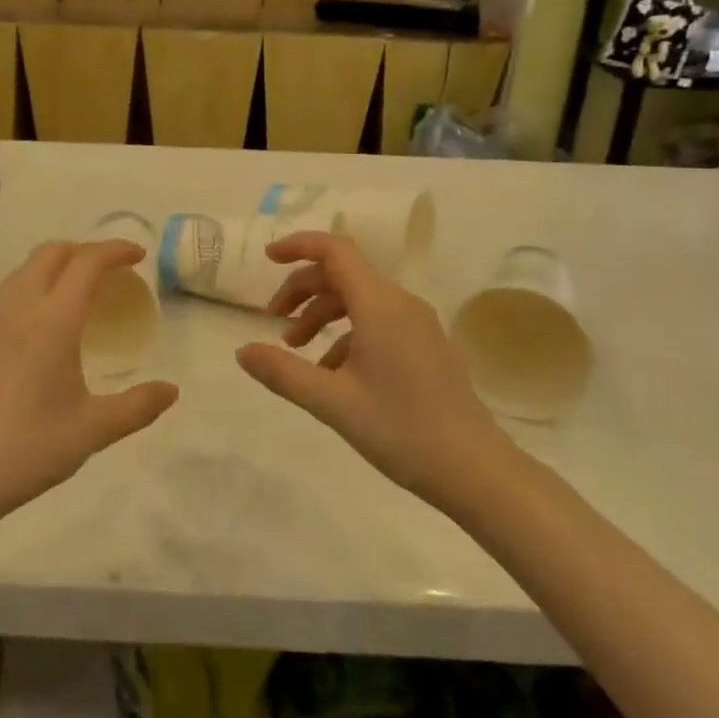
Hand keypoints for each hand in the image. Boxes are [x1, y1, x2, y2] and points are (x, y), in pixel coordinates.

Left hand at [0, 241, 177, 524]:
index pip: (86, 263)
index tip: (138, 256)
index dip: (115, 250)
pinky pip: (7, 294)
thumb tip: (172, 391)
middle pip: (51, 253)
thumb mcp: (93, 431)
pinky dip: (33, 287)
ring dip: (56, 265)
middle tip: (111, 271)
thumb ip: (138, 406)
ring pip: (24, 270)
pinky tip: (42, 325)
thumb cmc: (28, 449)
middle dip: (85, 250)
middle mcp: (18, 310)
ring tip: (78, 291)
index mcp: (52, 322)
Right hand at [235, 232, 511, 512]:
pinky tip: (332, 373)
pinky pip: (378, 323)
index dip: (298, 246)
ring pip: (359, 300)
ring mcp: (418, 325)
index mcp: (379, 305)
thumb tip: (242, 351)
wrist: (476, 471)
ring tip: (295, 349)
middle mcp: (401, 304)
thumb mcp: (332, 402)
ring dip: (322, 314)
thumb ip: (283, 372)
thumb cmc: (401, 430)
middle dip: (303, 289)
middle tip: (273, 321)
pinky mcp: (426, 346)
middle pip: (343, 274)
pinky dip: (346, 335)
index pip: (335, 250)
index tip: (266, 259)